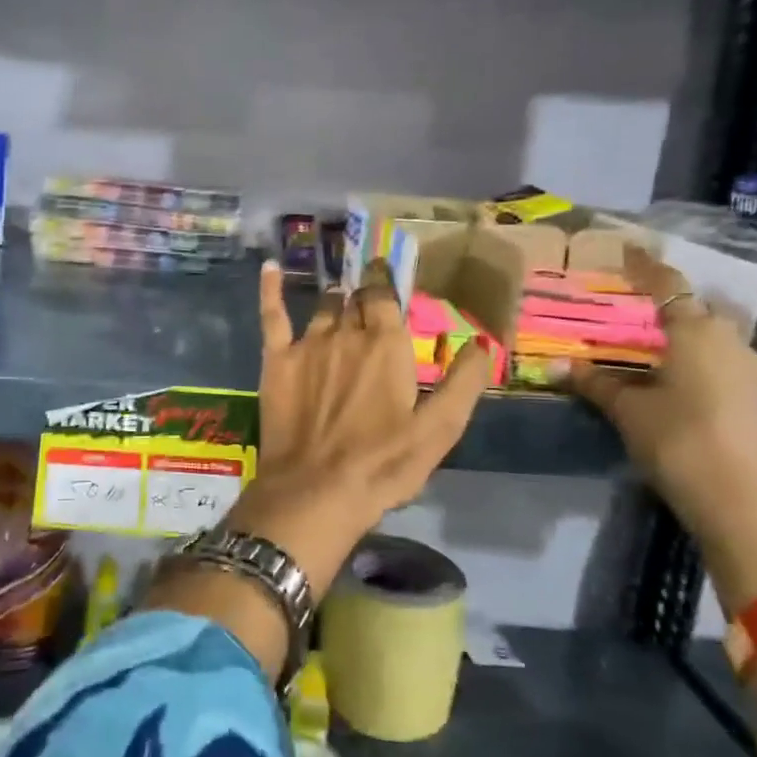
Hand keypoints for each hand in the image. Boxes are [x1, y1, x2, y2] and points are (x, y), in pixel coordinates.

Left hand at [245, 258, 493, 554]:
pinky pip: (272, 315)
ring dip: (334, 301)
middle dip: (363, 296)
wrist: (315, 490)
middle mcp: (346, 333)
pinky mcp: (276, 360)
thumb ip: (463, 382)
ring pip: (323, 308)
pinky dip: (271, 288)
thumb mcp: (439, 429)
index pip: (385, 296)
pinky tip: (271, 266)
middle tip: (369, 300)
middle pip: (355, 300)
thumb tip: (484, 340)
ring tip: (340, 298)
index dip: (386, 284)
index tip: (388, 278)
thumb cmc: (383, 464)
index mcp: (386, 344)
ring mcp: (307, 344)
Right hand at [569, 245, 756, 612]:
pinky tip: (676, 377)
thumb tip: (553, 365)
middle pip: (697, 308)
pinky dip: (698, 358)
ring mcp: (751, 369)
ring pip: (714, 336)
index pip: (668, 285)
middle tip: (633, 307)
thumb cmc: (679, 440)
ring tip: (652, 343)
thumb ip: (594, 382)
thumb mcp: (628, 410)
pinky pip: (723, 360)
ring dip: (686, 334)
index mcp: (697, 331)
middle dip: (668, 303)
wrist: (743, 502)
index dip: (646, 266)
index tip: (628, 250)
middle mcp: (731, 340)